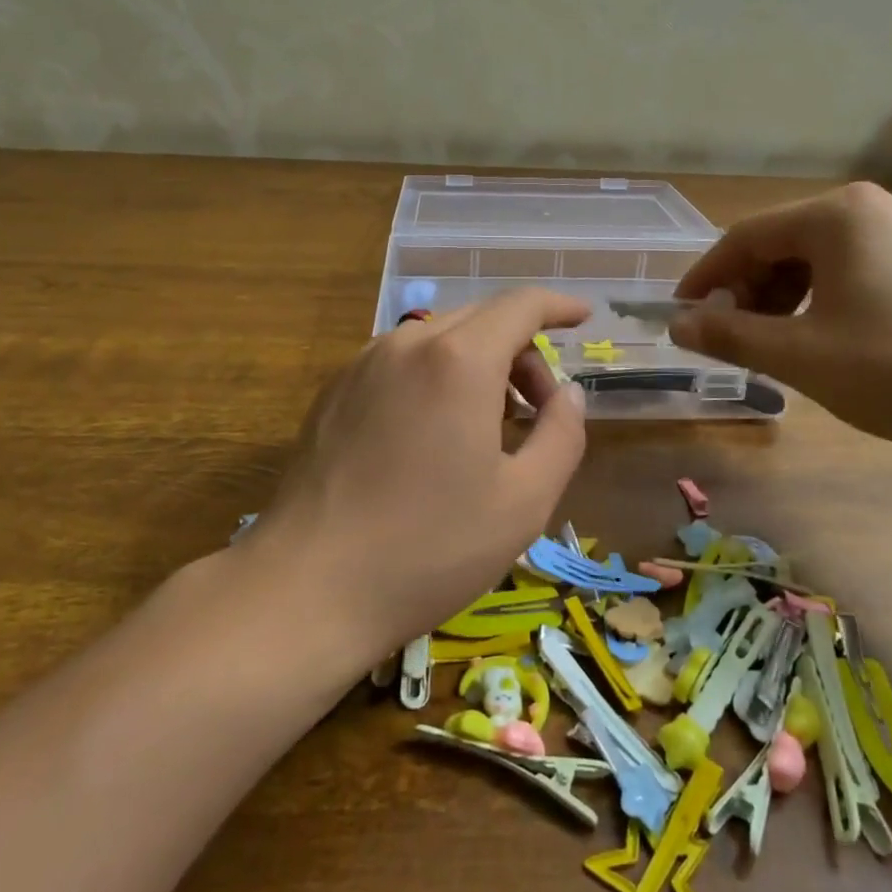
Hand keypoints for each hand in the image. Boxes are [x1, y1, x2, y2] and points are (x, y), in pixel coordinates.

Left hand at [241, 289, 590, 656]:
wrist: (308, 586)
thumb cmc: (430, 548)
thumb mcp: (524, 501)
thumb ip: (562, 434)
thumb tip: (569, 394)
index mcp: (459, 359)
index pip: (521, 305)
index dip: (558, 305)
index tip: (583, 319)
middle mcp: (407, 343)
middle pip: (482, 319)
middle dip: (522, 351)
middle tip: (538, 410)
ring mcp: (363, 363)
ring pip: (439, 339)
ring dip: (479, 364)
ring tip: (488, 427)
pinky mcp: (334, 390)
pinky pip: (402, 362)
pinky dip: (436, 376)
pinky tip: (434, 435)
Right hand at [670, 183, 891, 451]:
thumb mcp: (801, 356)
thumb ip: (730, 336)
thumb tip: (677, 327)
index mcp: (834, 215)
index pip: (744, 237)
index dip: (705, 279)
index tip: (680, 317)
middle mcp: (866, 211)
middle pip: (778, 245)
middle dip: (745, 293)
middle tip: (730, 339)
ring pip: (812, 262)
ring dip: (779, 302)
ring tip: (774, 347)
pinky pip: (846, 273)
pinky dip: (817, 304)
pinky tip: (820, 342)